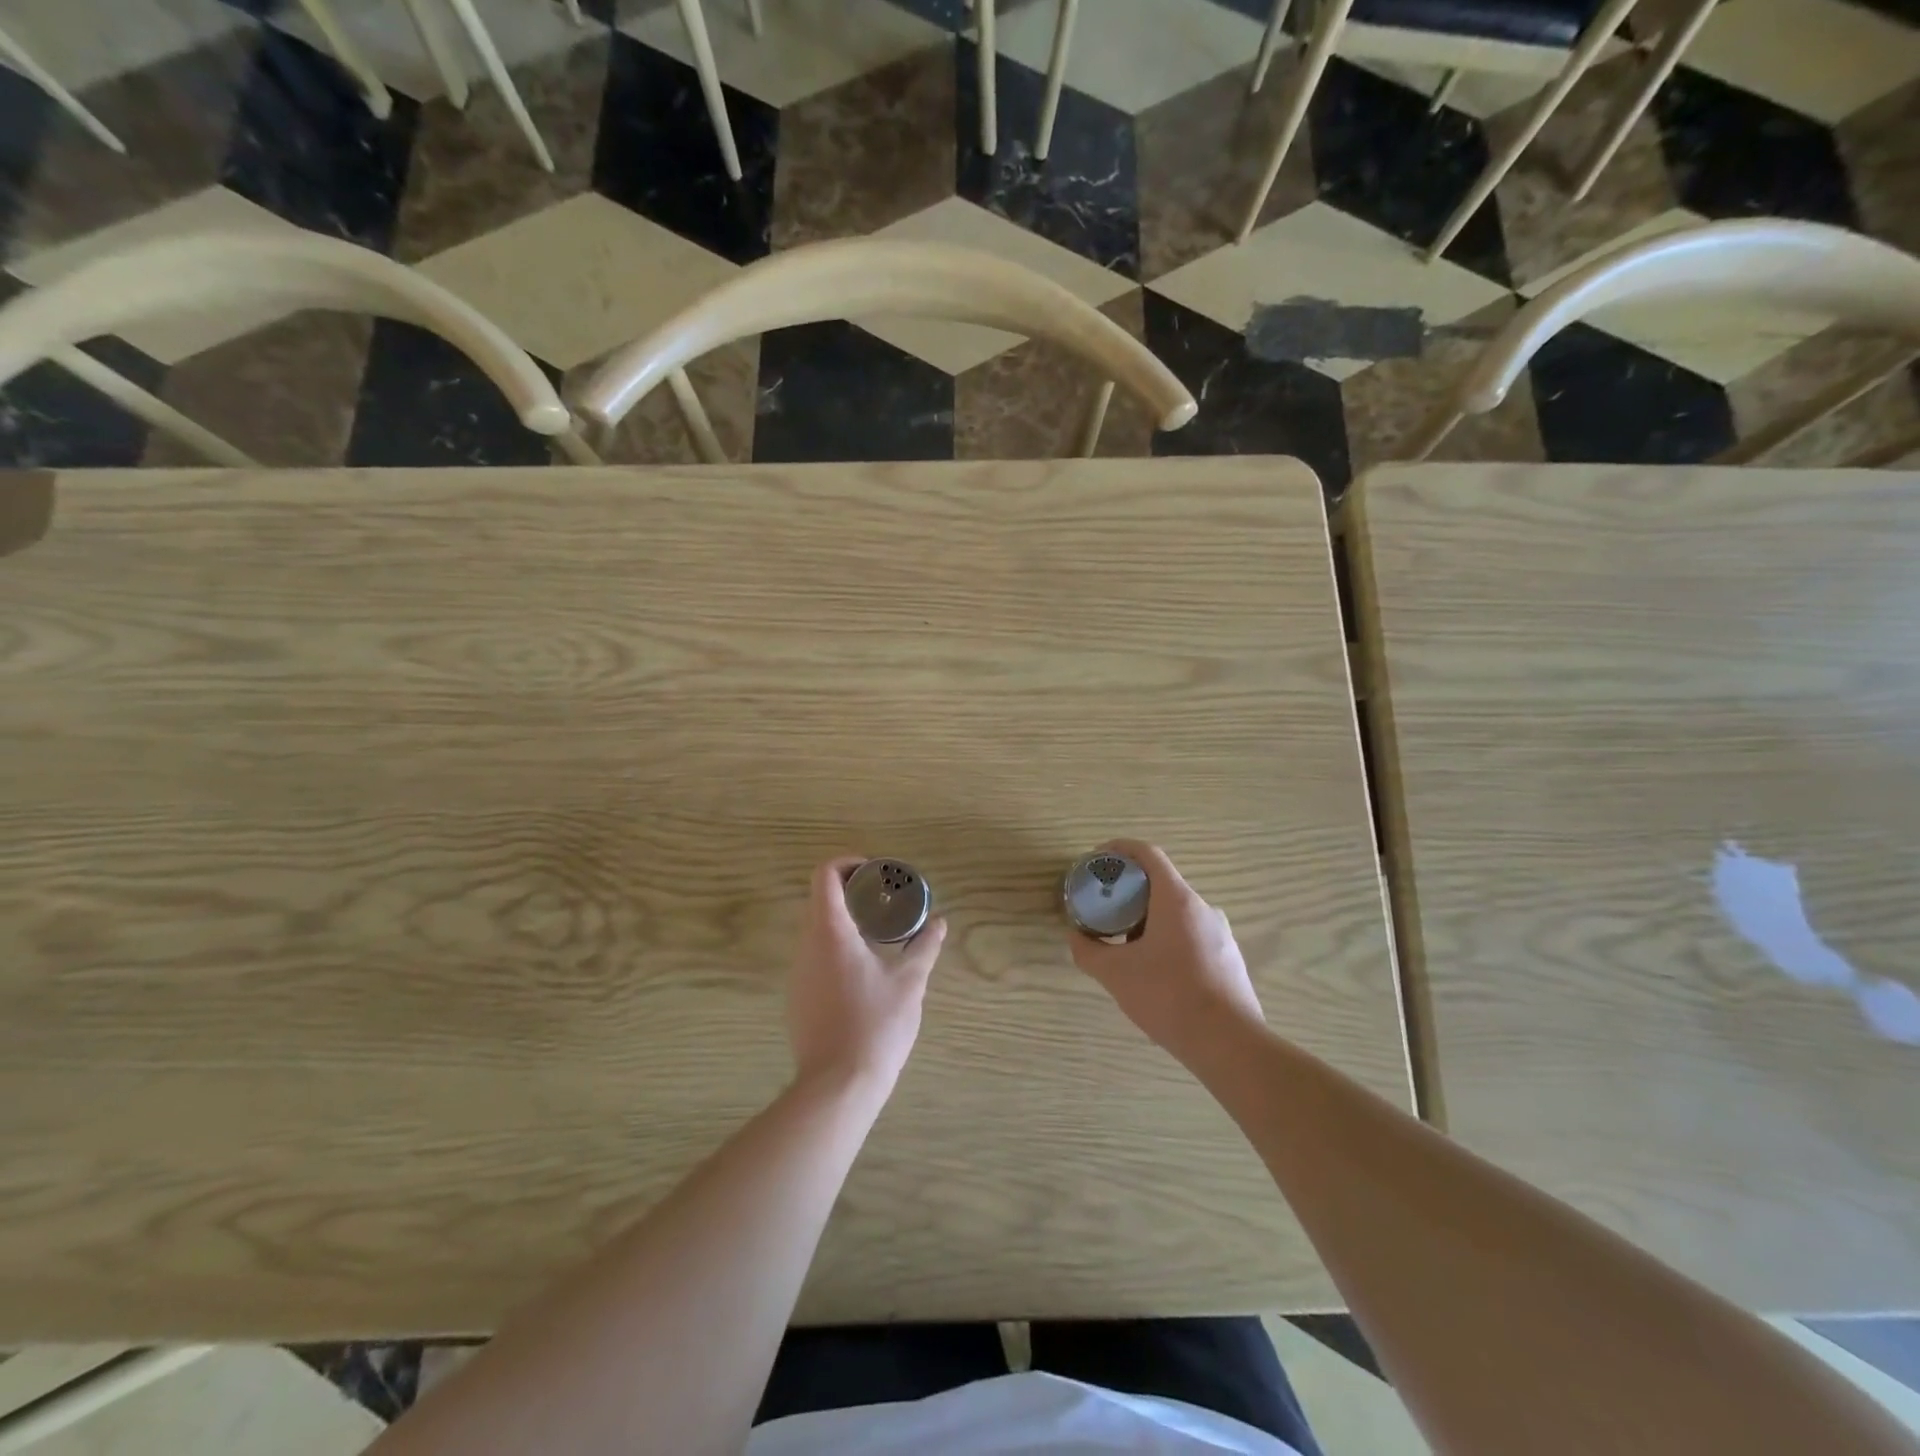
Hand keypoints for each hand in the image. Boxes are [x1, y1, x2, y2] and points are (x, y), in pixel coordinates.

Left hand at [787, 857, 947, 1093]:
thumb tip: (940, 924)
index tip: (875, 872)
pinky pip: (815, 956)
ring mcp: (798, 972)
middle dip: (851, 892)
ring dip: (844, 921)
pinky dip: (836, 948)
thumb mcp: (909, 983)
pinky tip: (863, 971)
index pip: (825, 874)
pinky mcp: (797, 997)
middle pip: (820, 899)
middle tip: (885, 900)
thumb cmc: (876, 1025)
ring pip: (816, 929)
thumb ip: (924, 948)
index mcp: (830, 932)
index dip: (848, 863)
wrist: (837, 1086)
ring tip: (878, 934)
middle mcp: (806, 945)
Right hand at [1067, 839, 1264, 1062]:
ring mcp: (1221, 934)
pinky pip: (1191, 936)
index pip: (1148, 854)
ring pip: (1177, 913)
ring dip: (1148, 918)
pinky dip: (1167, 939)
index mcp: (1177, 900)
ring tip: (1124, 944)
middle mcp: (1203, 908)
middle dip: (1129, 891)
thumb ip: (1088, 951)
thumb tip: (1075, 936)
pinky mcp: (1229, 959)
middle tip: (1104, 909)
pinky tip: (1154, 971)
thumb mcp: (1115, 974)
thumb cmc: (1168, 996)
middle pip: (1161, 884)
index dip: (1120, 849)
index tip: (1097, 859)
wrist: (1229, 1044)